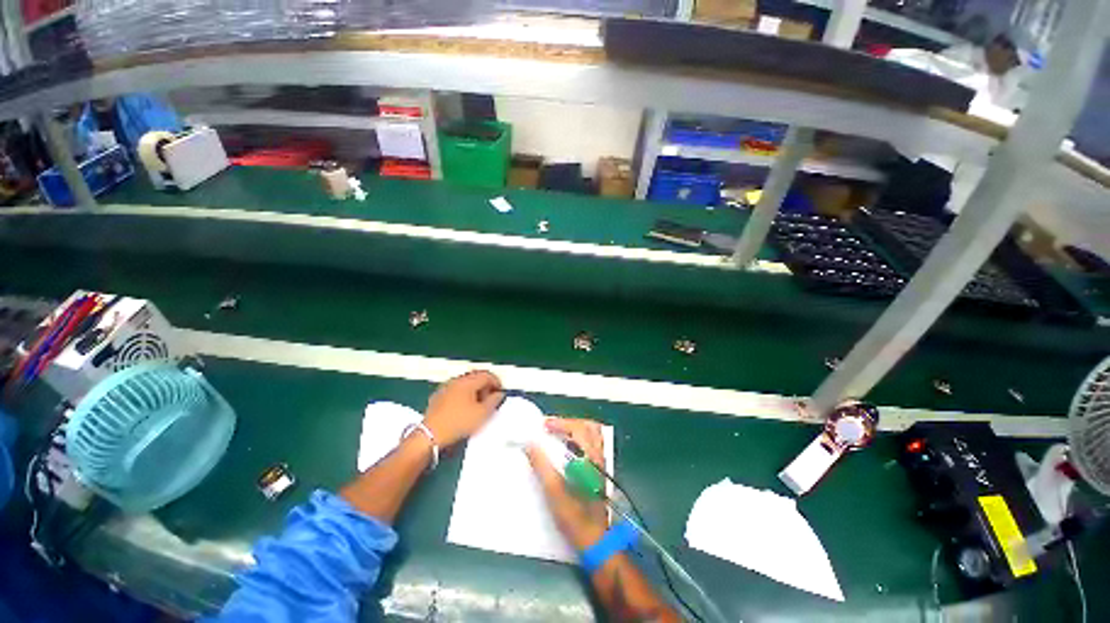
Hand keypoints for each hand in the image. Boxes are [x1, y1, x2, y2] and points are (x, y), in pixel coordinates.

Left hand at [423, 370, 503, 447]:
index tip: (500, 392)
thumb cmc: (459, 422)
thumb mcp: (483, 413)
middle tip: (491, 397)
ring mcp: (445, 387)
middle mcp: (456, 380)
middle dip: (486, 385)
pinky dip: (463, 395)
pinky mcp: (438, 396)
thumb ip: (494, 401)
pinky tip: (464, 408)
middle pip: (475, 377)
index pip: (487, 375)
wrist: (430, 435)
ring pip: (465, 383)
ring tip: (479, 404)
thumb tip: (499, 394)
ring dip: (474, 390)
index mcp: (468, 381)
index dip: (497, 382)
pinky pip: (455, 390)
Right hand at [527, 417, 608, 550]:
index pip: (578, 428)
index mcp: (590, 458)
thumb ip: (542, 466)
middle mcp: (599, 457)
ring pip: (591, 435)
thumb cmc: (576, 518)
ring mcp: (601, 465)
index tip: (544, 425)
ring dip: (573, 430)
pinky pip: (591, 446)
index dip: (560, 423)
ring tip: (556, 435)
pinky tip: (565, 450)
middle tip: (550, 427)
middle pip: (588, 427)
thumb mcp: (554, 493)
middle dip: (568, 423)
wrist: (597, 543)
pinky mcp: (599, 473)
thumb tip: (530, 444)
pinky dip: (577, 440)